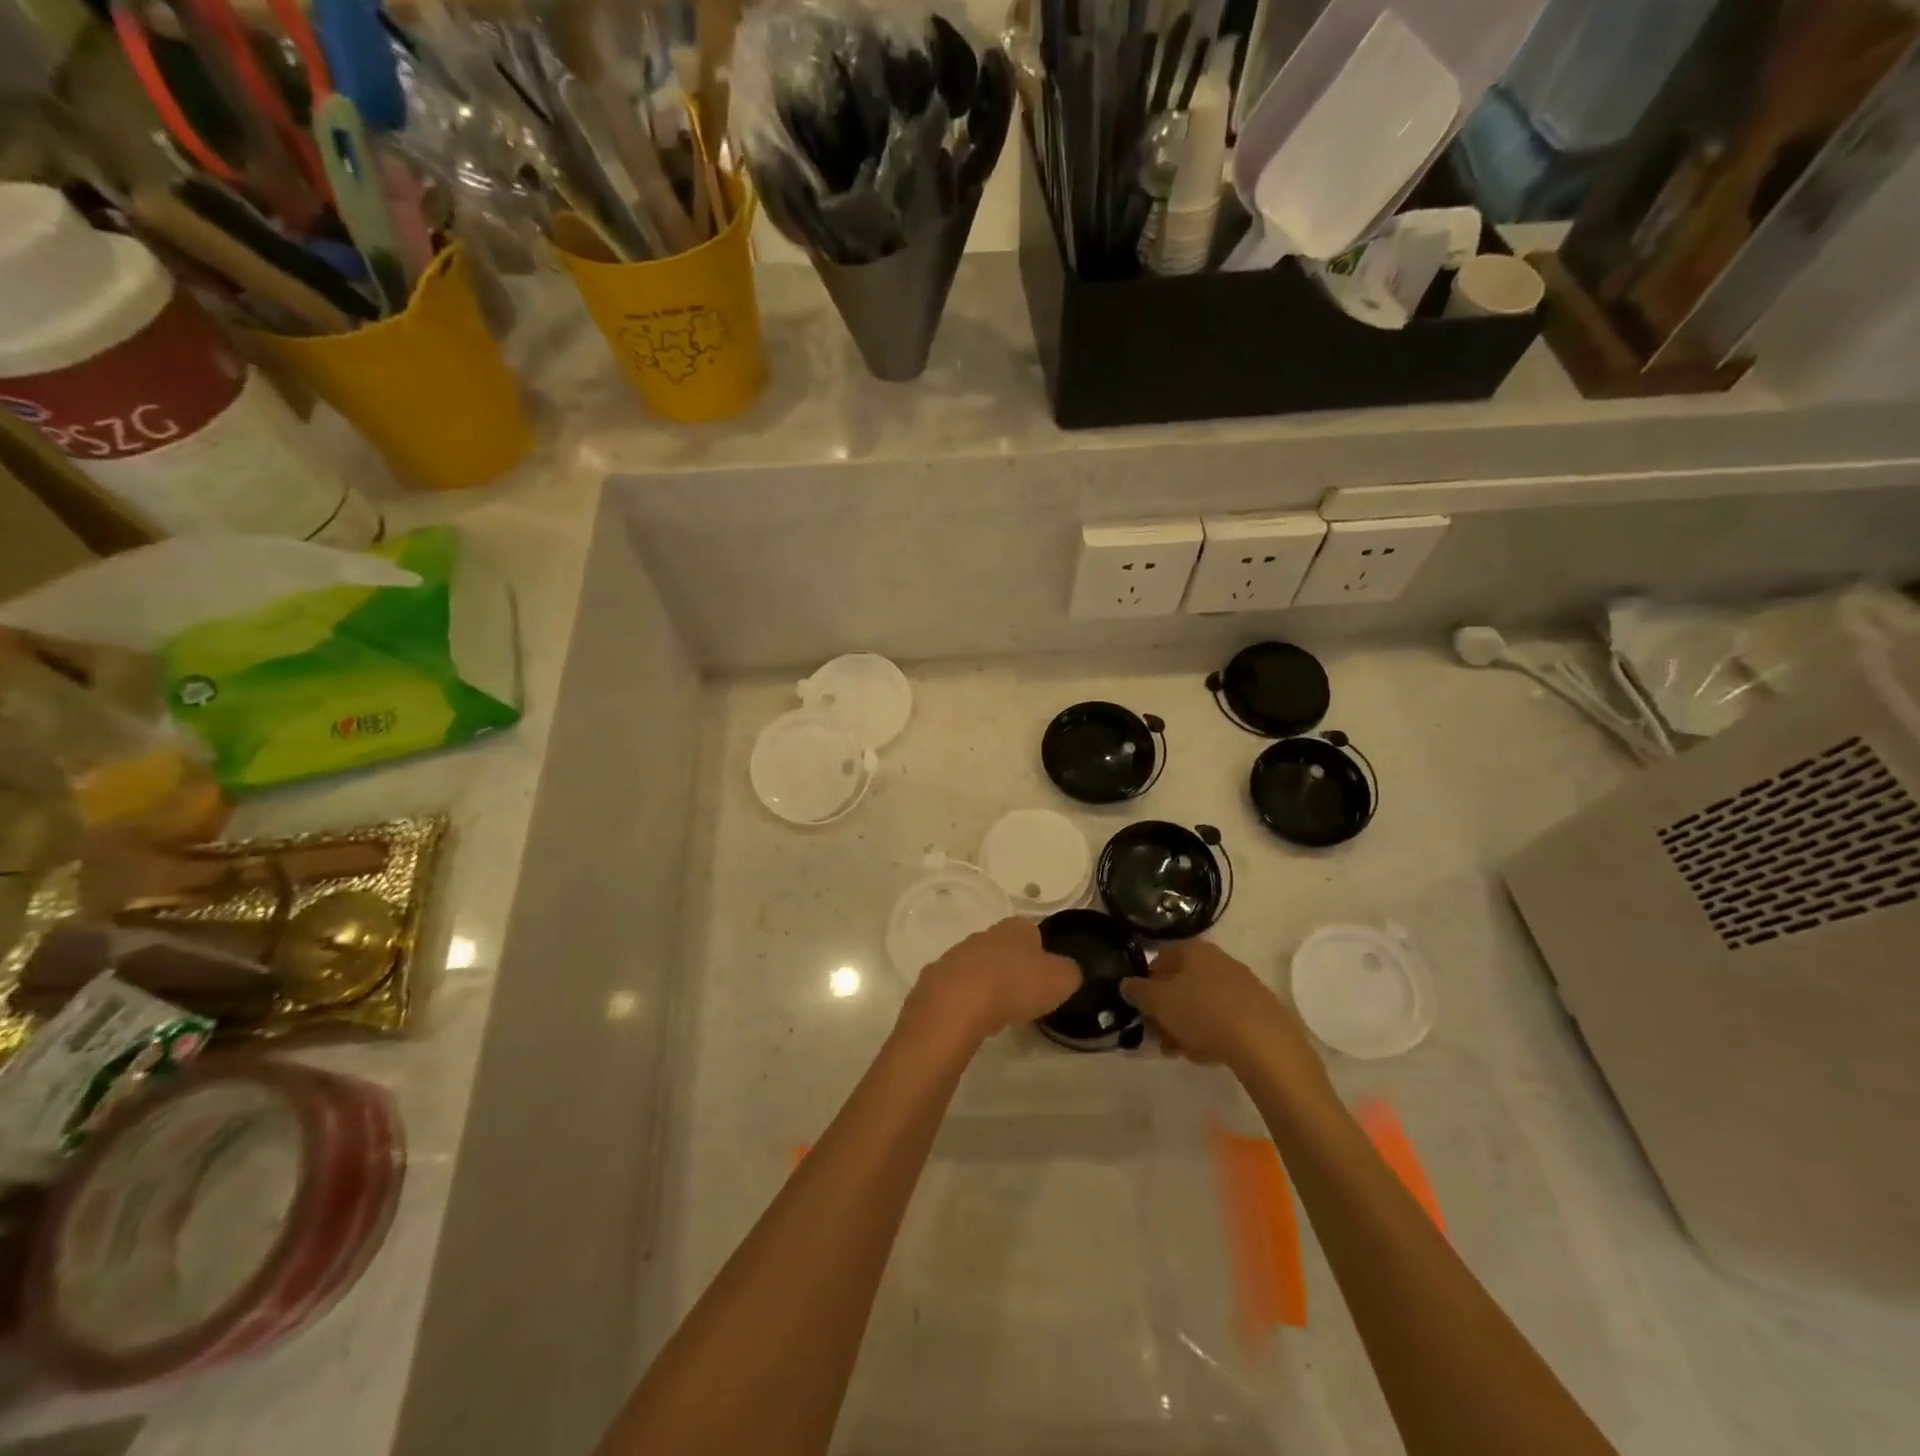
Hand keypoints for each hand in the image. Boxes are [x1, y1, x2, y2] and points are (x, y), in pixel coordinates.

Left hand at [907, 917, 1081, 1044]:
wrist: (956, 1005)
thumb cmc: (1014, 986)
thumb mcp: (1060, 980)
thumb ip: (1070, 972)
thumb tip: (1068, 972)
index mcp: (1014, 929)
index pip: (1032, 932)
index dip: (1040, 953)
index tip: (1045, 978)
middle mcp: (983, 935)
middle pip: (1001, 948)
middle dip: (1011, 968)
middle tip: (1022, 997)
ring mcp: (954, 956)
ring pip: (976, 967)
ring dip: (986, 985)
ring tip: (997, 1014)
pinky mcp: (933, 981)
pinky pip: (955, 990)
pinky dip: (964, 1003)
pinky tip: (971, 1022)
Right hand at [1119, 940, 1310, 1069]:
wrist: (1264, 1043)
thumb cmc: (1202, 1013)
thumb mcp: (1159, 1002)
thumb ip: (1138, 991)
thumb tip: (1126, 984)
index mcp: (1194, 950)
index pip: (1160, 958)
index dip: (1146, 983)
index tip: (1142, 1009)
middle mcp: (1219, 960)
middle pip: (1181, 984)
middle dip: (1166, 1012)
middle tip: (1159, 1037)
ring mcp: (1242, 985)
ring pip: (1202, 1004)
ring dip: (1186, 1027)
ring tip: (1181, 1053)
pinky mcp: (1259, 1011)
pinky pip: (1225, 1019)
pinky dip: (1212, 1034)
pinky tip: (1207, 1055)